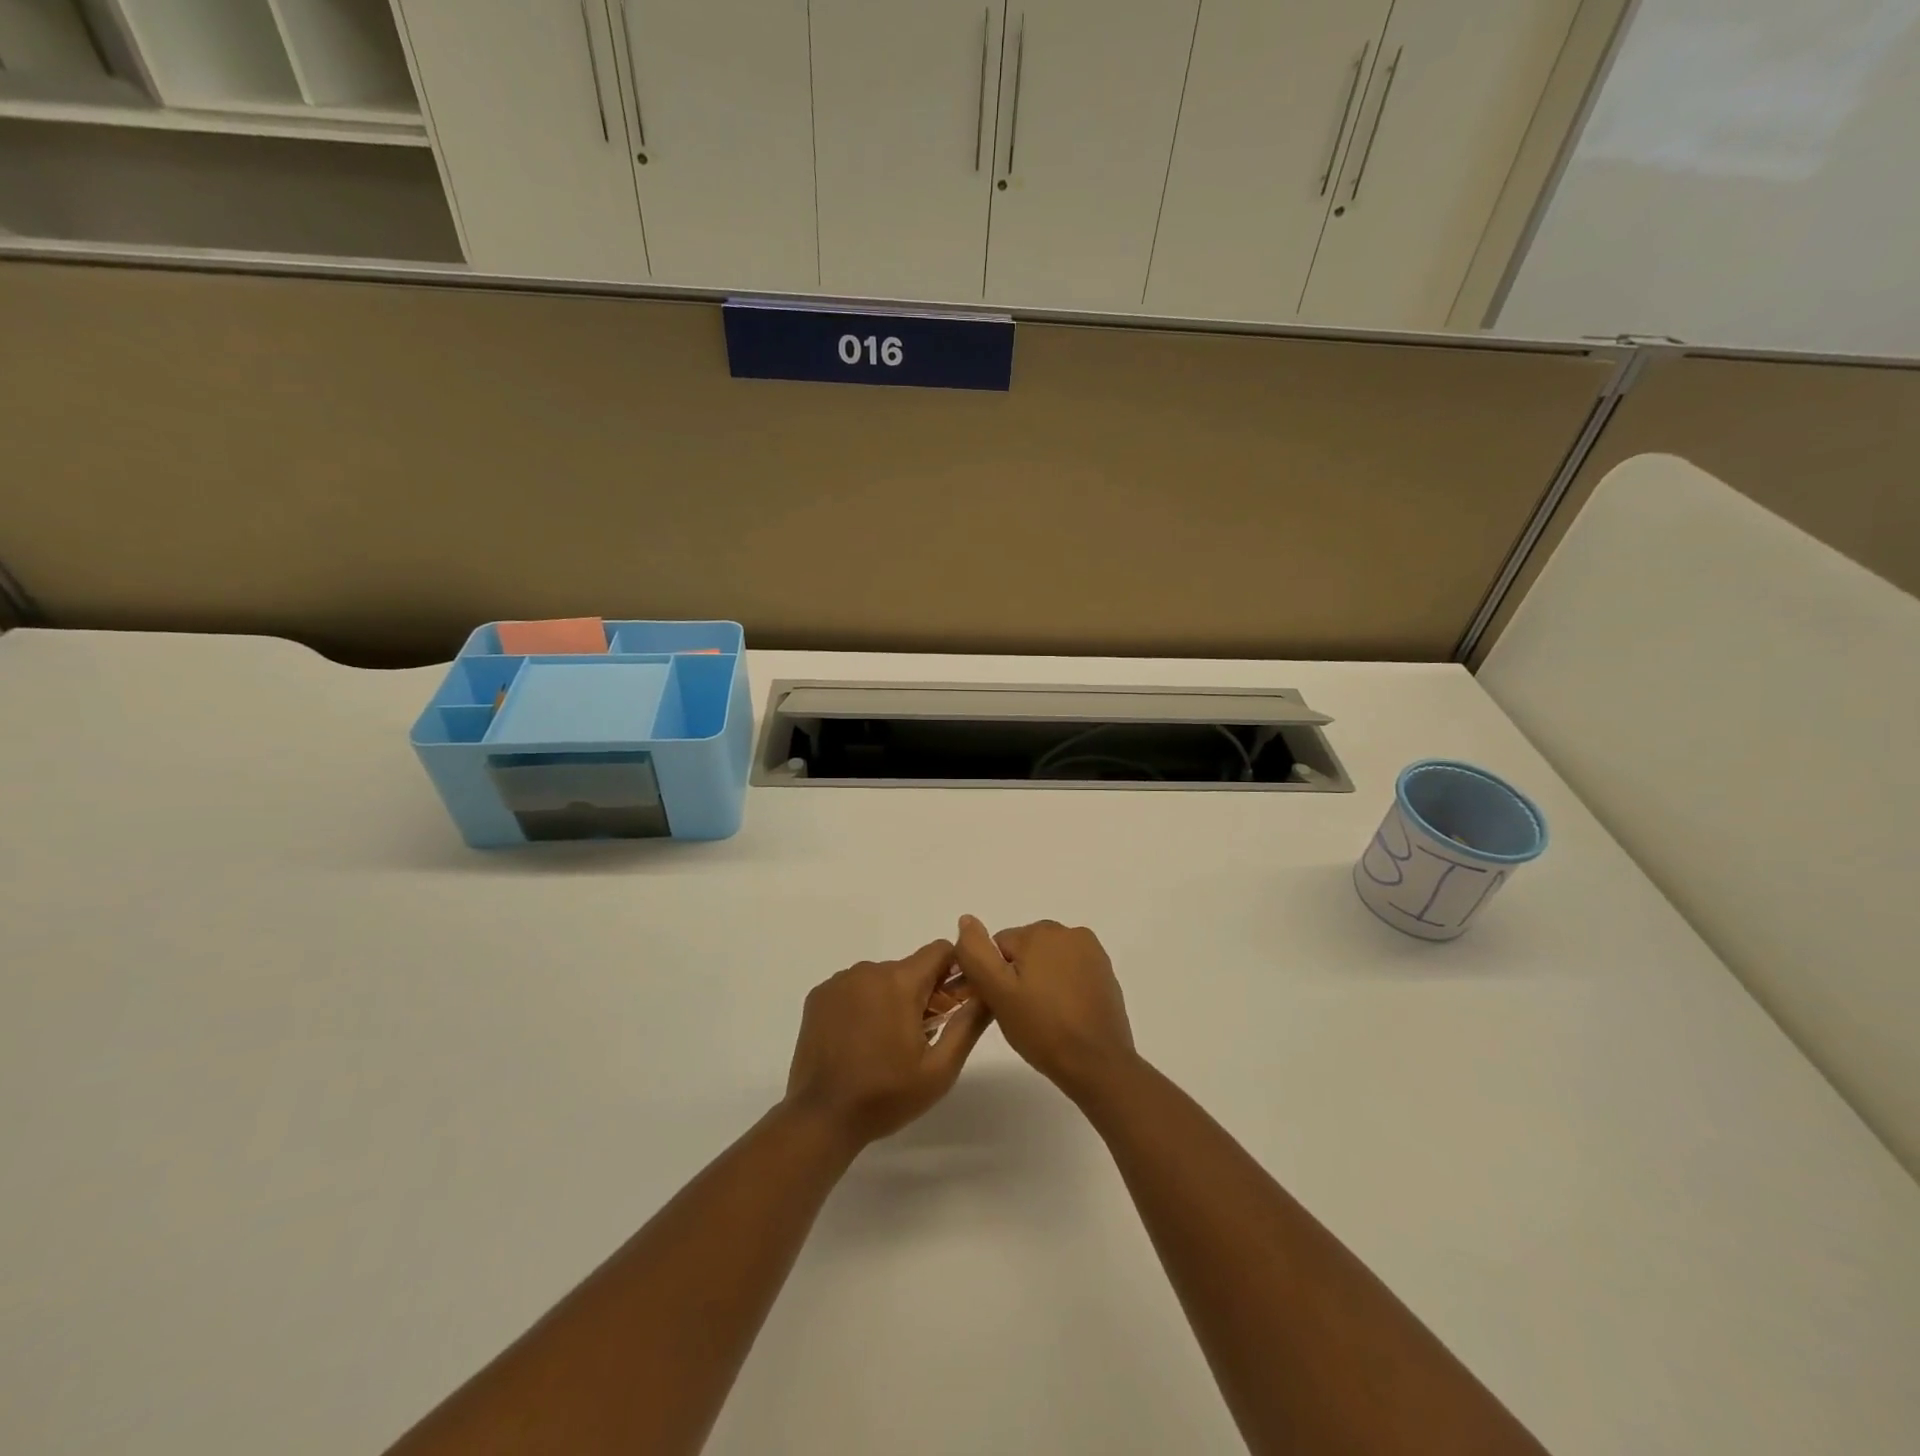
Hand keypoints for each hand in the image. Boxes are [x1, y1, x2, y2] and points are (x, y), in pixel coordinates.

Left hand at [784, 940, 990, 1147]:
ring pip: (881, 978)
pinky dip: (863, 1005)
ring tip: (886, 1043)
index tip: (954, 1000)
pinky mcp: (819, 996)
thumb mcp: (940, 1069)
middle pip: (909, 969)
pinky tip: (858, 1040)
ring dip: (891, 999)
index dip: (954, 970)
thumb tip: (988, 992)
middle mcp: (869, 971)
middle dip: (922, 993)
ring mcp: (839, 982)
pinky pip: (853, 988)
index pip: (939, 951)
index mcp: (900, 982)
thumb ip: (968, 1024)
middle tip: (922, 1035)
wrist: (821, 1118)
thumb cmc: (886, 1095)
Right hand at [953, 917, 1134, 1100]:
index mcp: (1040, 932)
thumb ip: (975, 953)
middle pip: (1024, 951)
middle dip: (1016, 978)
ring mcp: (1091, 952)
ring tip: (1041, 1019)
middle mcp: (1069, 932)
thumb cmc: (1043, 1028)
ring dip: (1038, 982)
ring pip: (1047, 962)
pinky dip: (1061, 989)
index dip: (991, 977)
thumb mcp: (997, 992)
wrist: (1099, 1064)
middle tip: (1018, 1015)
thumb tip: (966, 920)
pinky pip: (1069, 973)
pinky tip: (1062, 1016)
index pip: (997, 947)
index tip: (997, 1005)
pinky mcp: (1105, 973)